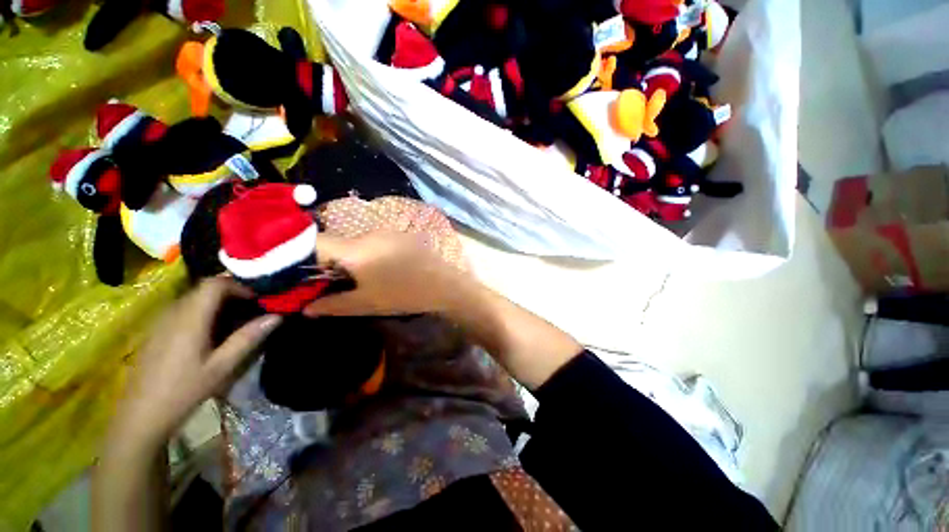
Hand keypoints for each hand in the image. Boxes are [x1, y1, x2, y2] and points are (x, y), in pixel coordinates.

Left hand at [111, 278, 281, 448]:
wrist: (141, 415)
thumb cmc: (184, 390)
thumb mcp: (222, 366)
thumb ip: (248, 338)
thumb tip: (277, 316)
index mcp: (190, 318)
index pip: (214, 283)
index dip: (239, 285)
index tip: (258, 298)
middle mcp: (174, 312)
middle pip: (205, 288)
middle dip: (232, 293)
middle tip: (253, 309)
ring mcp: (162, 320)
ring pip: (195, 298)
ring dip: (218, 302)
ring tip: (236, 320)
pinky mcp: (157, 330)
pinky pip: (184, 309)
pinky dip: (204, 312)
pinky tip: (212, 332)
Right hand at [303, 231, 473, 317]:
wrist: (445, 286)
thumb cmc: (405, 296)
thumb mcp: (366, 304)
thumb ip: (332, 305)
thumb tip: (305, 308)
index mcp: (357, 249)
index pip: (313, 242)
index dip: (295, 255)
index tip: (289, 271)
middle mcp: (369, 233)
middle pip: (334, 242)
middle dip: (323, 260)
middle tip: (320, 281)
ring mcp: (387, 232)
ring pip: (354, 242)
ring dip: (346, 257)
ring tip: (348, 277)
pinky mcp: (399, 236)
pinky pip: (372, 241)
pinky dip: (364, 253)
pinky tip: (373, 269)